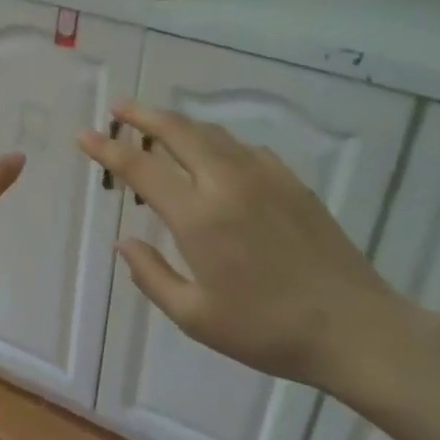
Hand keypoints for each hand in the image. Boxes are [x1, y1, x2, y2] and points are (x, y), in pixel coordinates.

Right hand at [76, 102, 436, 391]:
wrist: (355, 328)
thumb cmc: (267, 330)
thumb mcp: (196, 317)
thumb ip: (152, 276)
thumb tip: (125, 243)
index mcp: (199, 217)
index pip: (141, 168)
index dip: (108, 149)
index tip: (84, 136)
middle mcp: (228, 183)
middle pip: (178, 131)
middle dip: (143, 115)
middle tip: (119, 109)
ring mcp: (265, 177)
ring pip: (213, 134)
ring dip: (180, 125)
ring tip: (159, 129)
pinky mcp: (292, 182)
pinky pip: (244, 148)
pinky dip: (217, 143)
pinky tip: (216, 159)